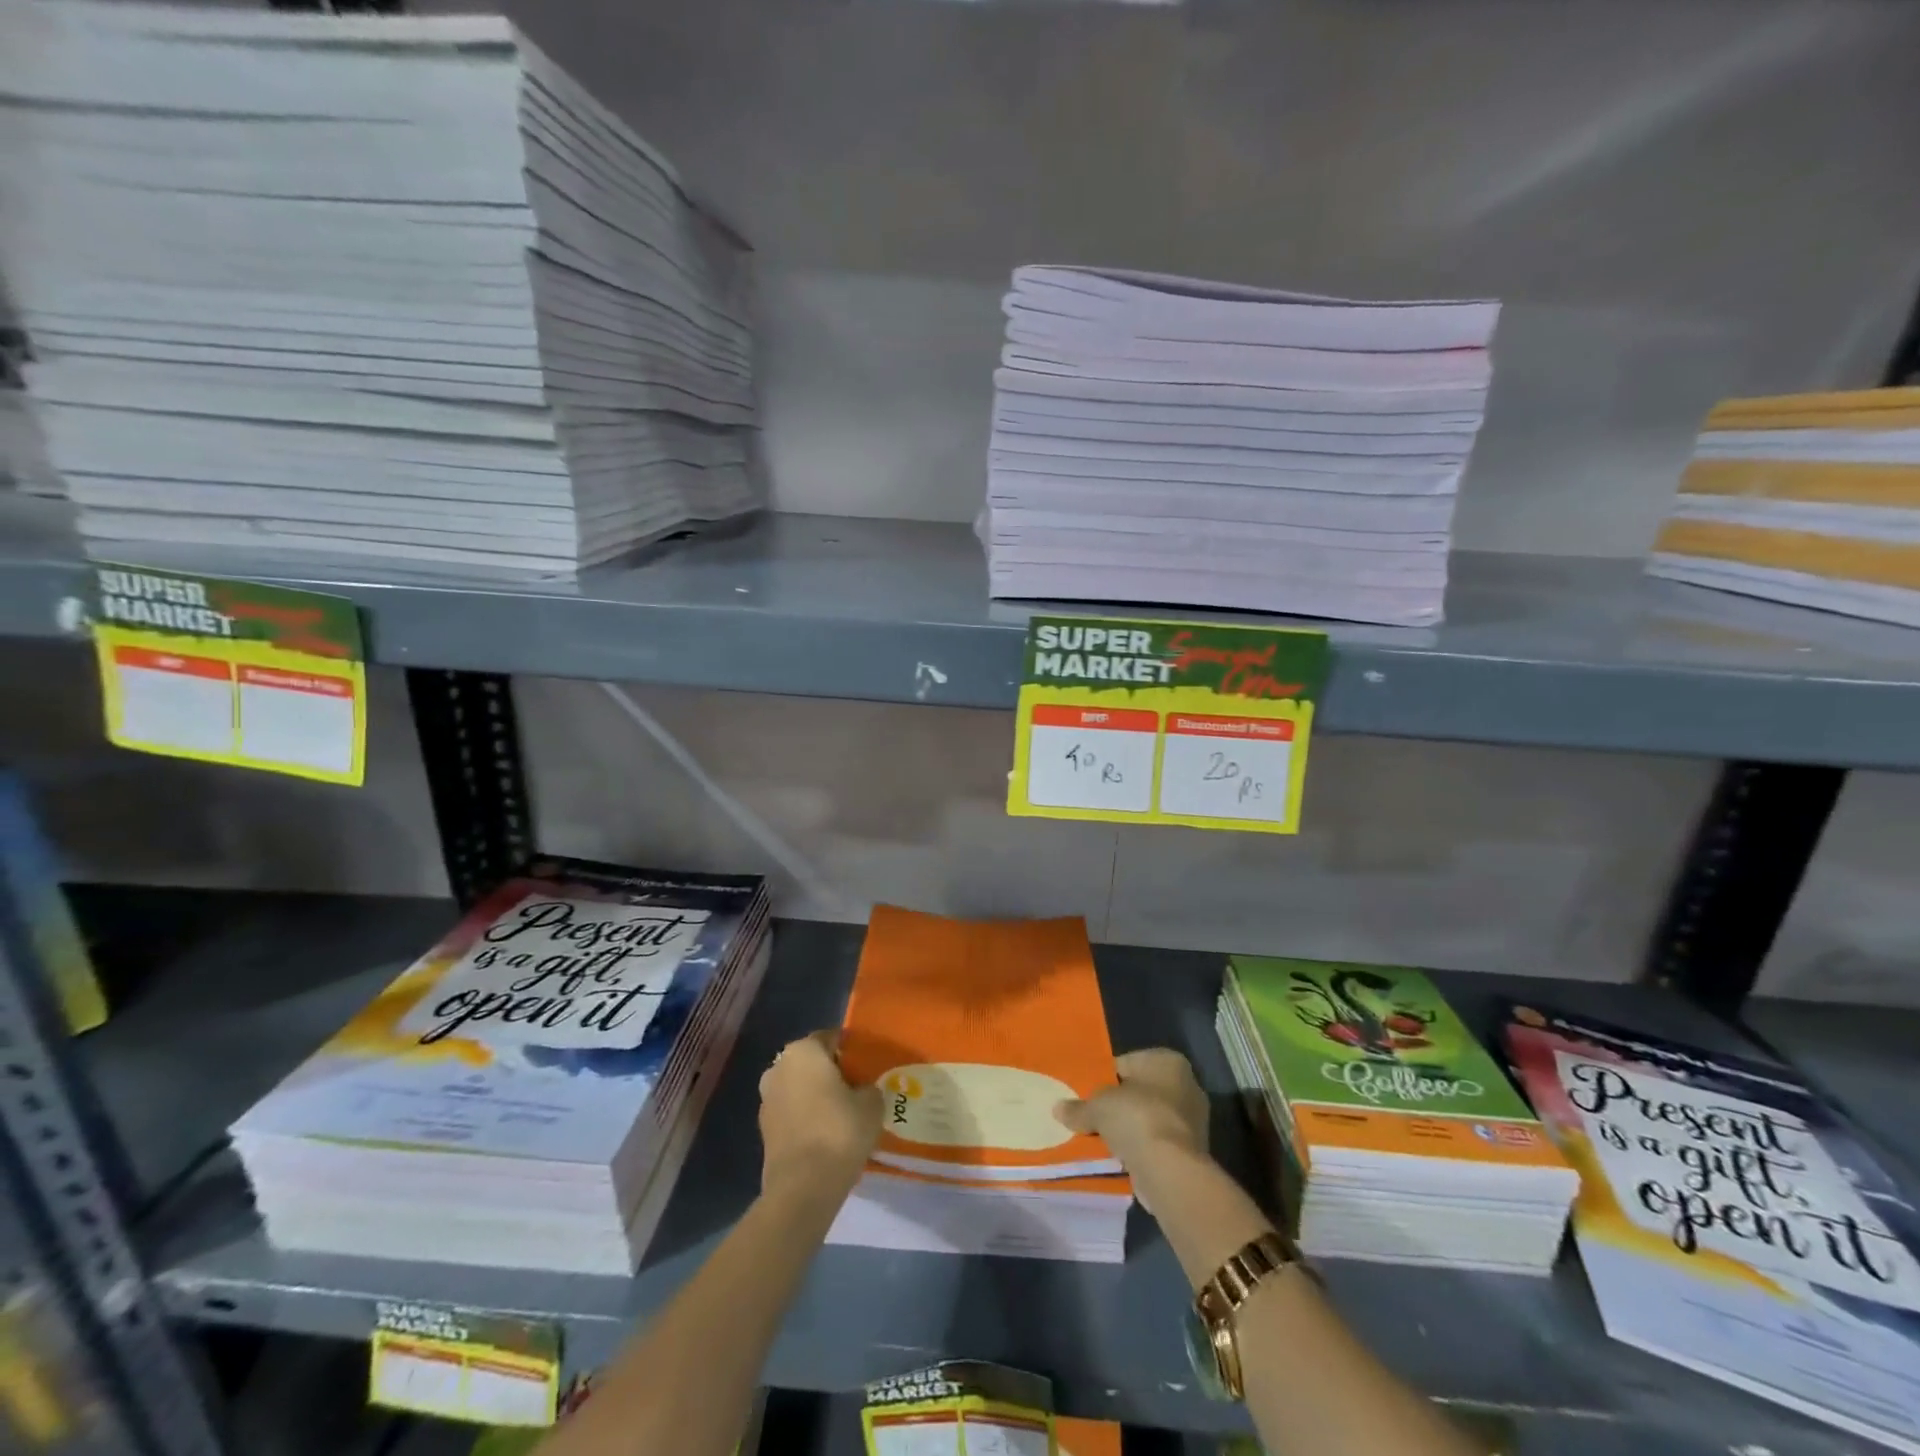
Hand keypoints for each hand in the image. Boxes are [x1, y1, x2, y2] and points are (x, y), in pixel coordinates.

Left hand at [758, 1030, 882, 1205]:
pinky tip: (826, 1135)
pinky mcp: (763, 1130)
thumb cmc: (839, 1131)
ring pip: (799, 1088)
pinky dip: (806, 1118)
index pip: (831, 1038)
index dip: (851, 1051)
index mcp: (803, 1050)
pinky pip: (792, 1113)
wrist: (802, 1187)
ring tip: (843, 1115)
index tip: (867, 1067)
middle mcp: (778, 1068)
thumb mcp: (871, 1103)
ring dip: (816, 1096)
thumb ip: (869, 1088)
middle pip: (812, 1062)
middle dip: (831, 1073)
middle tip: (857, 1090)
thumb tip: (863, 1090)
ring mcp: (767, 1099)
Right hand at [1056, 1048, 1208, 1210]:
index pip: (1127, 1063)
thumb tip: (1058, 1109)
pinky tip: (1119, 1158)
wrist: (1170, 1170)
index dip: (1104, 1079)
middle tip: (1092, 1117)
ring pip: (1148, 1119)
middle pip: (1140, 1092)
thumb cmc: (1136, 1118)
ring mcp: (1192, 1121)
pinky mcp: (1191, 1152)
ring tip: (1101, 1140)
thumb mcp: (1098, 1107)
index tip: (1087, 1094)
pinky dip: (1140, 1149)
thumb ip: (1079, 1107)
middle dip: (1118, 1105)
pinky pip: (1156, 1143)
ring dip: (1129, 1130)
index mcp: (1167, 1061)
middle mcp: (1186, 1085)